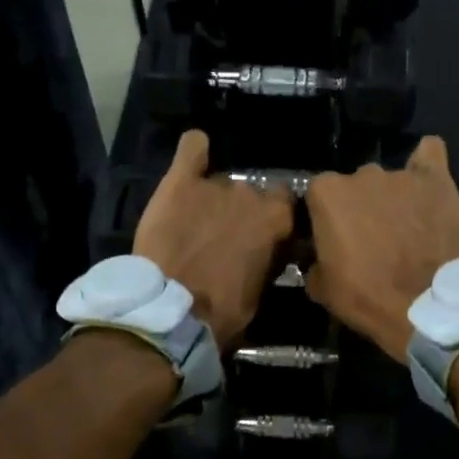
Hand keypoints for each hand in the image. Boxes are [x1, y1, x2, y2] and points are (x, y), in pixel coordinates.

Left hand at [134, 129, 293, 347]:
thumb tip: (270, 250)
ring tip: (195, 221)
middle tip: (224, 237)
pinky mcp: (180, 182)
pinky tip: (195, 152)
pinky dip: (195, 149)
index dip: (273, 219)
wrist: (172, 311)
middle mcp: (250, 194)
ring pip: (220, 183)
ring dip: (213, 199)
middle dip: (240, 212)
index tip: (262, 235)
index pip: (285, 204)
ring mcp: (215, 185)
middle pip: (251, 193)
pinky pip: (192, 148)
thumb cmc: (223, 311)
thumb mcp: (260, 292)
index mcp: (276, 220)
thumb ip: (268, 260)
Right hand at [304, 136, 458, 362]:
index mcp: (326, 192)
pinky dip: (425, 165)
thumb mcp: (321, 287)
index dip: (326, 219)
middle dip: (360, 207)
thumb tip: (316, 257)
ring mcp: (400, 174)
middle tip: (371, 238)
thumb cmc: (365, 296)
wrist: (423, 307)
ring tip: (404, 225)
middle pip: (354, 185)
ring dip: (391, 197)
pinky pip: (430, 154)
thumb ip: (313, 260)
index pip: (318, 196)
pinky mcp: (436, 180)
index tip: (334, 240)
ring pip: (389, 179)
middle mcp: (361, 173)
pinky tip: (426, 181)